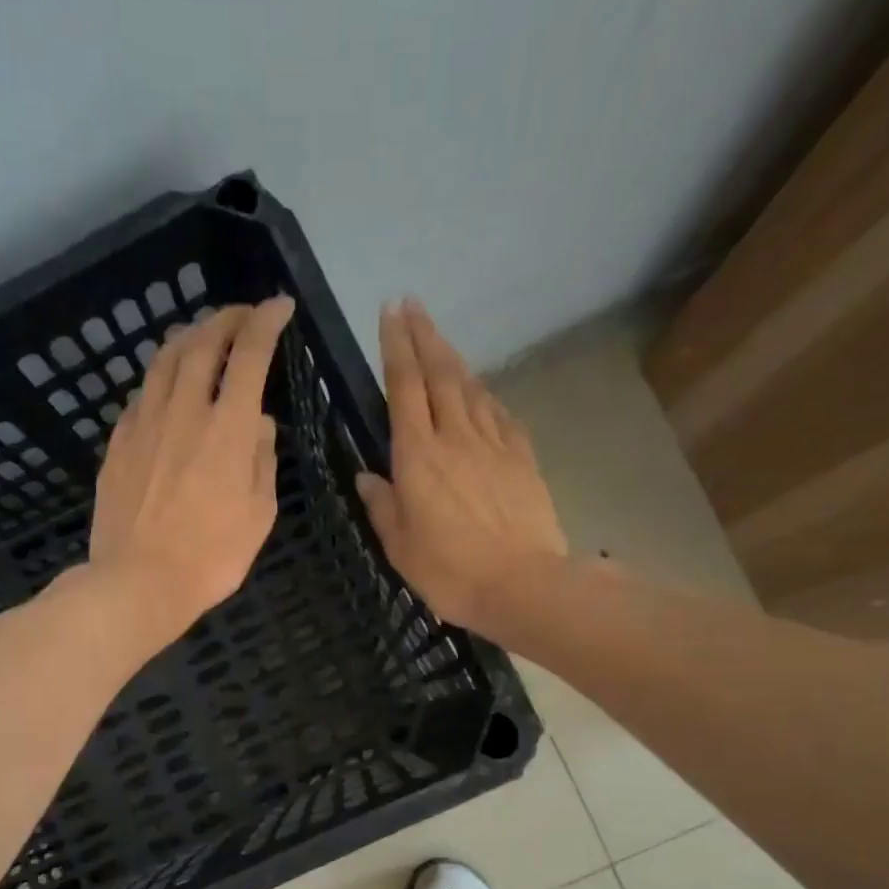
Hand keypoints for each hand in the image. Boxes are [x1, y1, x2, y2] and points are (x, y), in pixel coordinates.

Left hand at [86, 296, 294, 644]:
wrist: (138, 583)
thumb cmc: (211, 559)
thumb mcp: (259, 516)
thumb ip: (262, 461)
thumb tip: (258, 423)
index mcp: (228, 428)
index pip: (250, 354)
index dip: (266, 322)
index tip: (278, 307)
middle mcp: (184, 411)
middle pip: (202, 343)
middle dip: (226, 318)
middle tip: (240, 316)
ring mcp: (144, 425)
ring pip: (164, 361)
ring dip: (188, 338)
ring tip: (200, 336)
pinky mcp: (118, 444)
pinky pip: (140, 395)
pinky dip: (159, 379)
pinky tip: (164, 388)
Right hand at [356, 300, 567, 637]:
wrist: (522, 584)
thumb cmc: (450, 572)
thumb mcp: (400, 546)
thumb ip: (382, 506)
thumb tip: (366, 476)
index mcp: (418, 457)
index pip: (404, 388)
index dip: (396, 347)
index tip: (390, 311)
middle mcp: (455, 438)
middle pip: (439, 374)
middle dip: (424, 336)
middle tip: (412, 304)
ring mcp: (494, 444)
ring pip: (471, 388)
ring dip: (453, 359)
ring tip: (440, 340)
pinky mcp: (522, 458)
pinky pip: (500, 415)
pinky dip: (486, 396)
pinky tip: (482, 393)